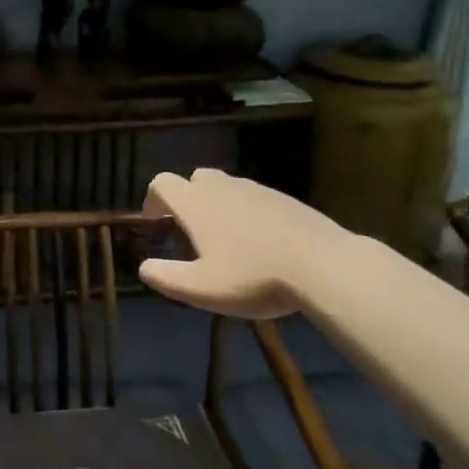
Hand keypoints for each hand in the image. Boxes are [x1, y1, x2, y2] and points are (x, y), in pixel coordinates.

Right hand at [137, 168, 355, 318]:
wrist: (324, 265)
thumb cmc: (254, 276)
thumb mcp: (201, 289)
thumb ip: (166, 278)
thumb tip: (145, 268)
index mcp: (196, 203)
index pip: (162, 183)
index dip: (152, 200)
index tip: (156, 223)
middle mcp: (223, 187)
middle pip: (195, 179)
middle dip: (187, 199)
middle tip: (191, 232)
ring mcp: (257, 189)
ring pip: (226, 187)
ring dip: (218, 205)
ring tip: (228, 241)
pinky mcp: (285, 199)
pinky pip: (254, 198)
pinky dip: (247, 213)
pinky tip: (261, 244)